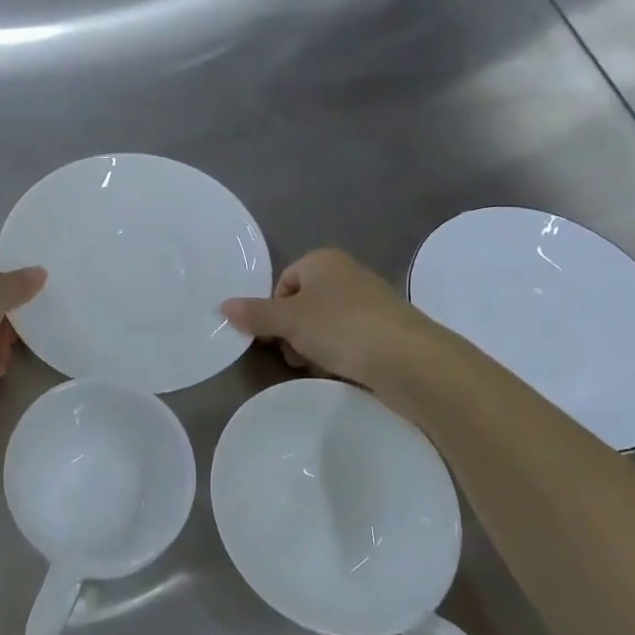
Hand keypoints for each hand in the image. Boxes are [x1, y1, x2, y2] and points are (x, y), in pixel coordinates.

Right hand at [222, 248, 423, 388]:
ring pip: (325, 325)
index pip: (284, 282)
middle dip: (293, 332)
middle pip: (303, 304)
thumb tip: (223, 306)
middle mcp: (347, 274)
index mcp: (323, 261)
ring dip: (314, 347)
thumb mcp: (289, 320)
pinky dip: (340, 355)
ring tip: (318, 367)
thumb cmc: (342, 328)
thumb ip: (255, 314)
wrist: (411, 360)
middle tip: (294, 356)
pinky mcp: (386, 330)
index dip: (274, 310)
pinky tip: (341, 373)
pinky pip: (349, 340)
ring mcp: (370, 302)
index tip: (274, 337)